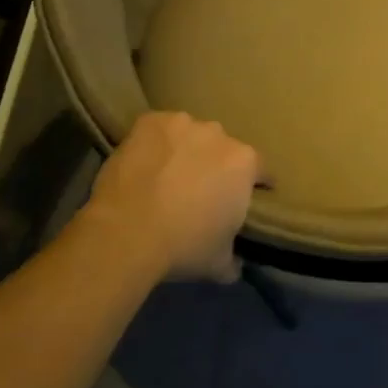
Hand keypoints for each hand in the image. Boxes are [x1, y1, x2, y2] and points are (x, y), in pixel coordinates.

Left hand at [84, 111, 261, 282]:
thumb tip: (235, 265)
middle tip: (201, 190)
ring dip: (186, 150)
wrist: (127, 233)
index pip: (260, 170)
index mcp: (244, 163)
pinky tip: (146, 162)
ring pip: (191, 135)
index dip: (255, 184)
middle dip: (216, 165)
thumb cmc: (183, 247)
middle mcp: (218, 134)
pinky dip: (156, 142)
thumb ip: (233, 259)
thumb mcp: (219, 263)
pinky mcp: (150, 122)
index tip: (249, 196)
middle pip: (224, 148)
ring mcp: (183, 124)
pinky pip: (159, 129)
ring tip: (168, 175)